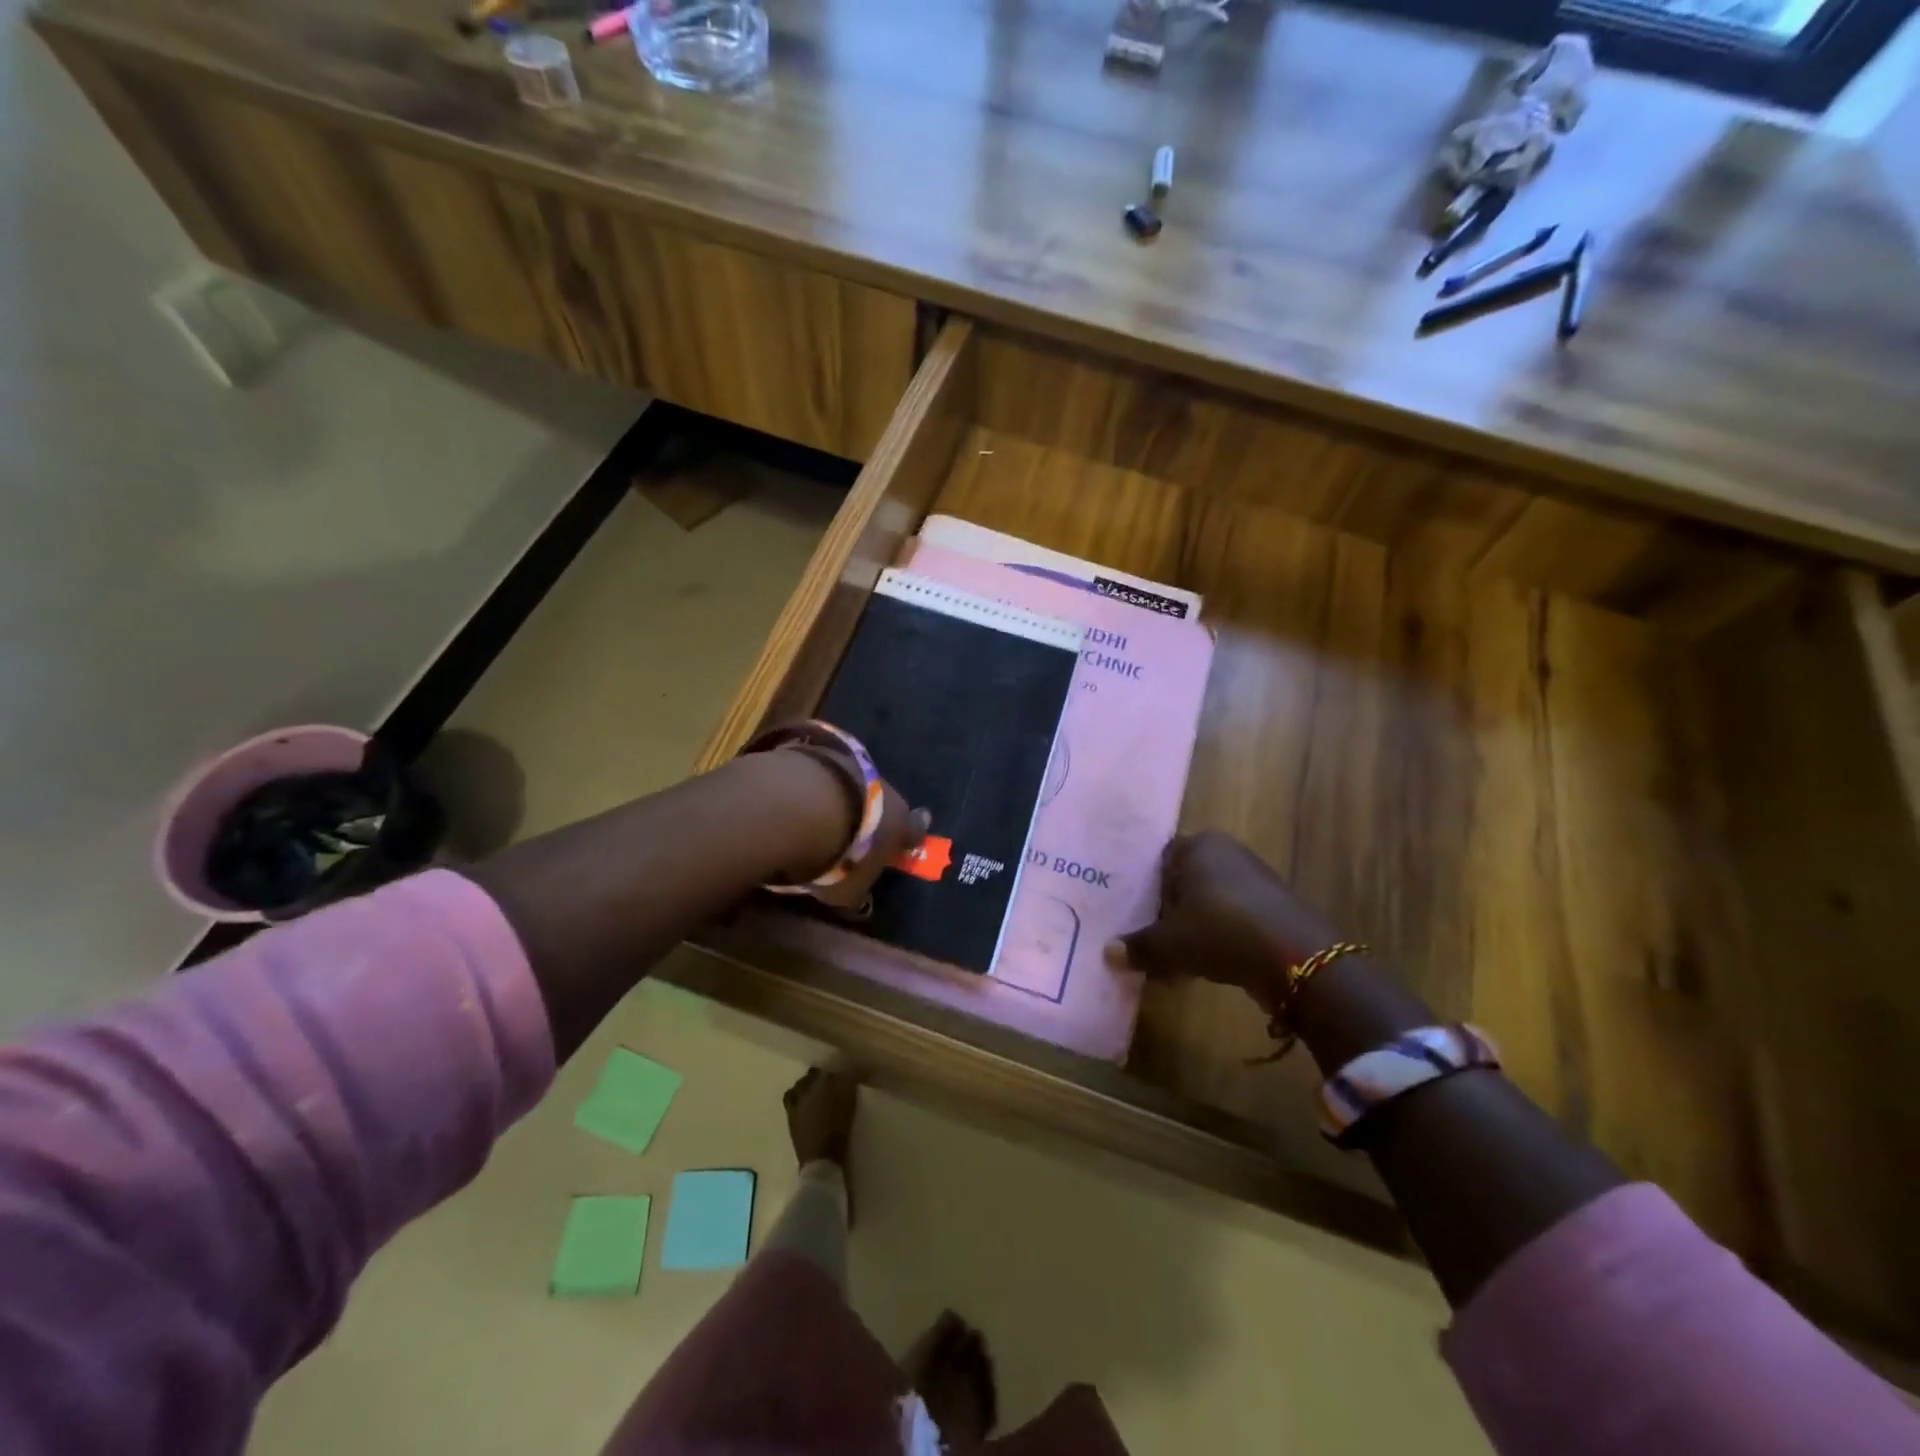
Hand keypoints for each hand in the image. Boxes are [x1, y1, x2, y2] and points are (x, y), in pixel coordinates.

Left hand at [781, 744, 927, 914]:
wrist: (799, 803)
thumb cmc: (836, 856)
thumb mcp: (847, 890)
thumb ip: (856, 891)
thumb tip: (856, 897)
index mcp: (900, 822)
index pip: (914, 830)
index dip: (911, 838)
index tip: (909, 843)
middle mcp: (884, 789)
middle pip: (884, 803)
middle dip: (874, 816)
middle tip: (857, 832)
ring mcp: (853, 765)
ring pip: (855, 784)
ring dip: (844, 797)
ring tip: (820, 815)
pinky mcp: (822, 750)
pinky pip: (825, 773)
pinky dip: (817, 784)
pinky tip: (798, 798)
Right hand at [1106, 831, 1344, 1009]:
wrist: (1300, 960)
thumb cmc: (1221, 932)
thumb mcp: (1170, 944)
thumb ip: (1138, 947)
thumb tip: (1107, 953)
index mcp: (1199, 846)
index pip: (1160, 860)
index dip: (1145, 889)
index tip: (1134, 917)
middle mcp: (1227, 853)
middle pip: (1184, 882)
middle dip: (1168, 912)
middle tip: (1150, 941)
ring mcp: (1255, 880)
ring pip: (1208, 904)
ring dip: (1192, 930)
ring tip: (1176, 961)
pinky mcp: (1275, 909)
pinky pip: (1232, 920)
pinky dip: (1218, 940)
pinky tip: (1207, 967)